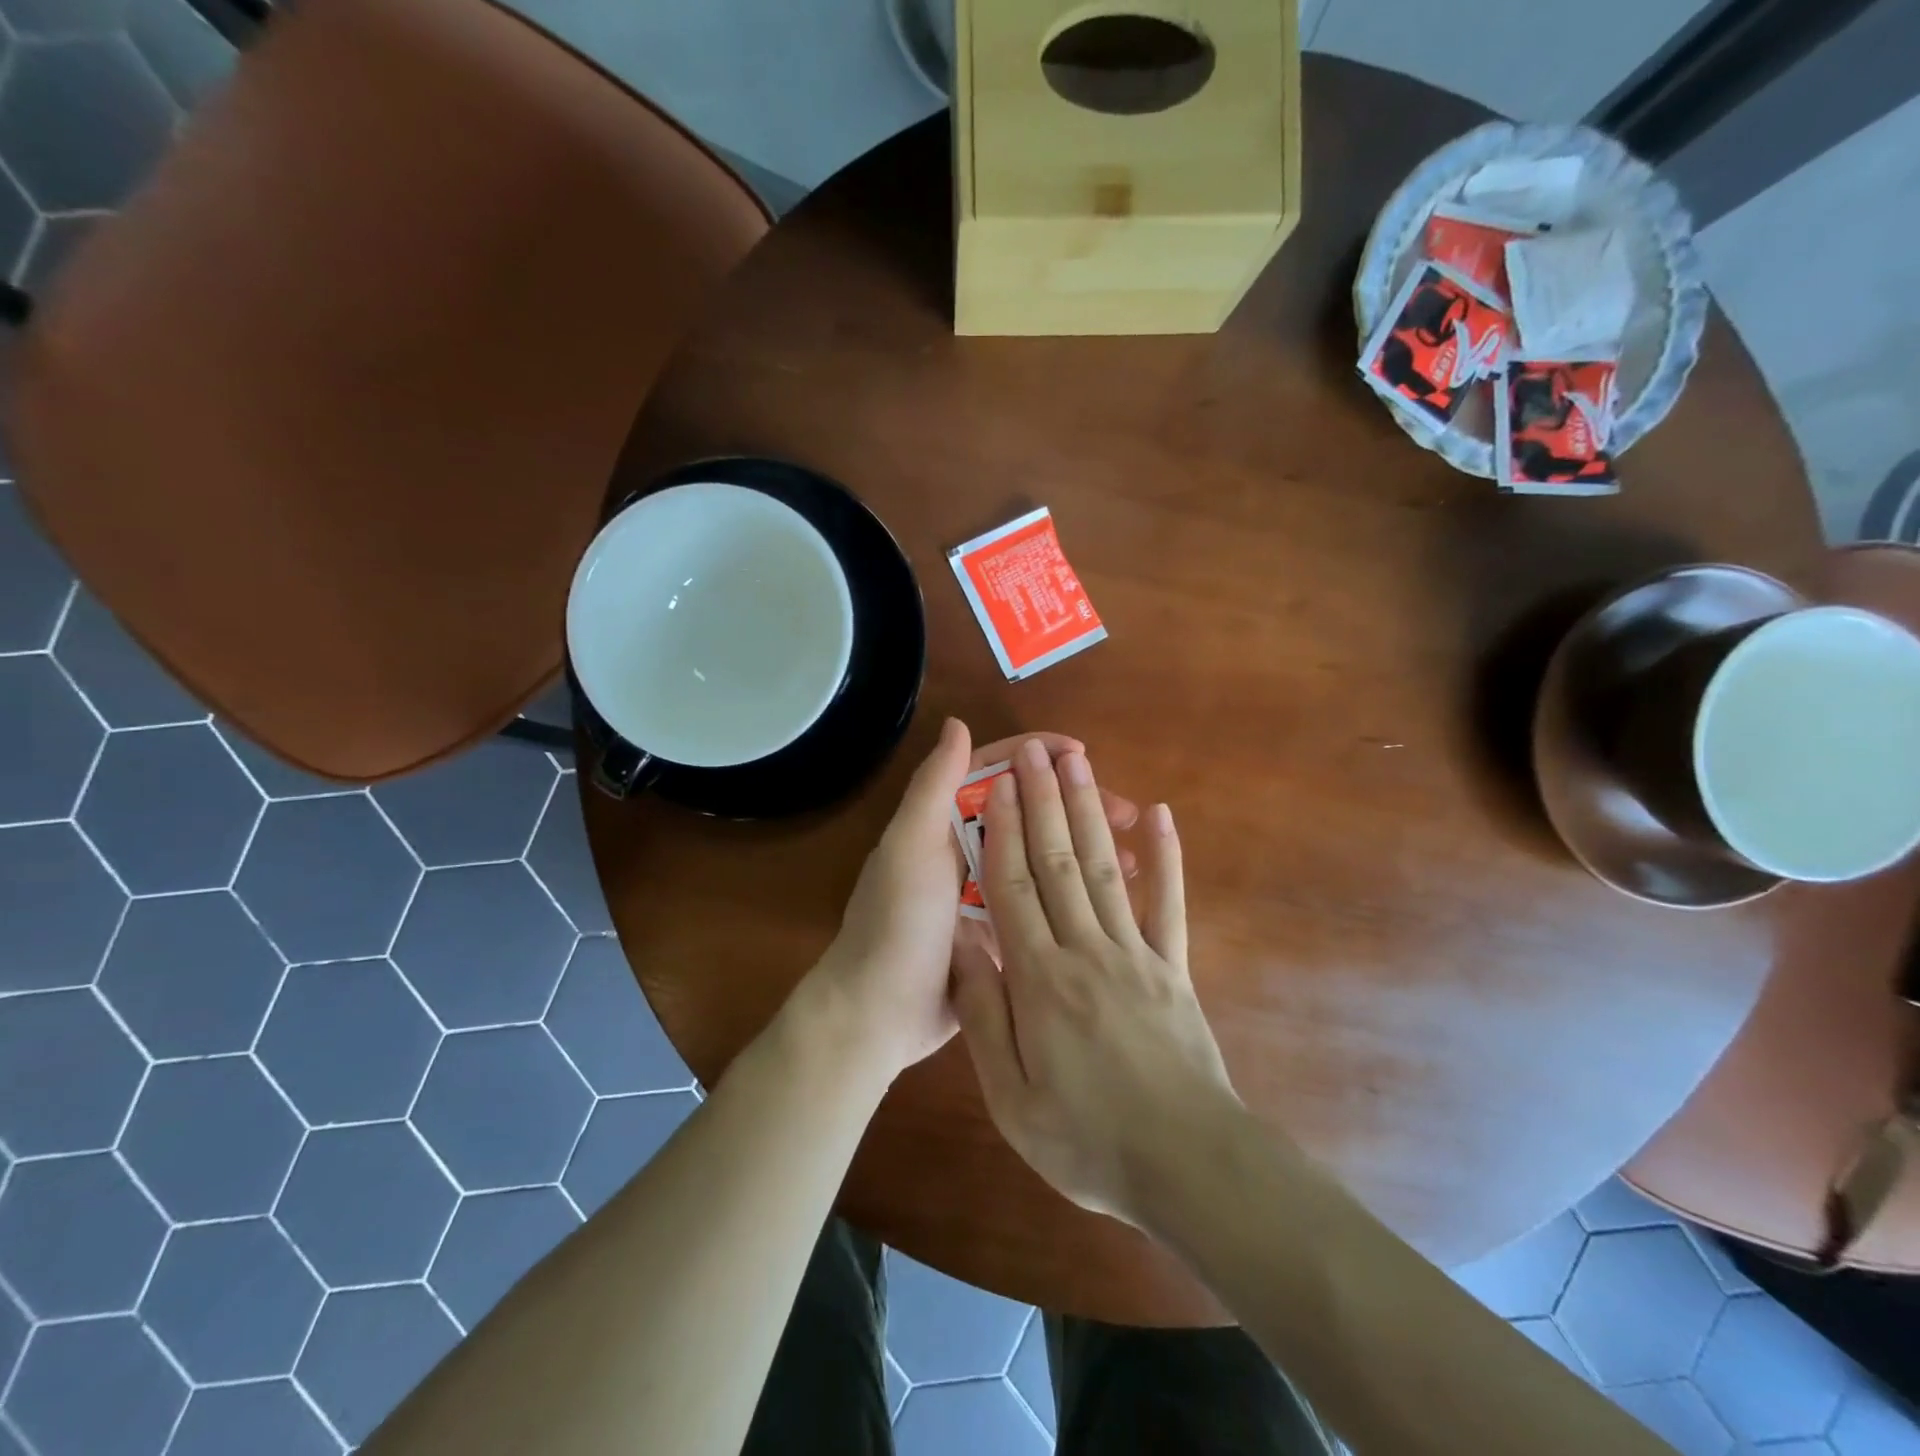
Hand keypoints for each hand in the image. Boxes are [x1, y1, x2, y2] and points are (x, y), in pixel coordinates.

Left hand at [808, 721, 1138, 1083]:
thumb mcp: (911, 847)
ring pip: (1043, 856)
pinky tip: (1117, 896)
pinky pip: (1045, 900)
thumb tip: (959, 723)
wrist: (879, 1013)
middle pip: (1028, 812)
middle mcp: (966, 849)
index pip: (995, 771)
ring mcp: (986, 892)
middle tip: (1125, 811)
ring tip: (1134, 854)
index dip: (1036, 756)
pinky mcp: (1002, 931)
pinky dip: (1078, 894)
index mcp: (942, 821)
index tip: (1082, 756)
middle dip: (1075, 804)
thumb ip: (934, 786)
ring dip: (1084, 848)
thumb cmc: (896, 921)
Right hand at [950, 739, 1237, 1225]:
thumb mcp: (1012, 1096)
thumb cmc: (1088, 1140)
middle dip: (1043, 801)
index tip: (996, 784)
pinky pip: (1168, 903)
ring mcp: (1136, 953)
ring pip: (1104, 868)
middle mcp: (1085, 950)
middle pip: (1057, 862)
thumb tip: (959, 945)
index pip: (1012, 888)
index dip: (1003, 831)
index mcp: (1039, 979)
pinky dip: (1164, 856)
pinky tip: (1157, 814)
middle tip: (1033, 750)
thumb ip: (982, 1014)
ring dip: (1090, 811)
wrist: (1188, 1167)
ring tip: (1078, 763)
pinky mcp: (1175, 968)